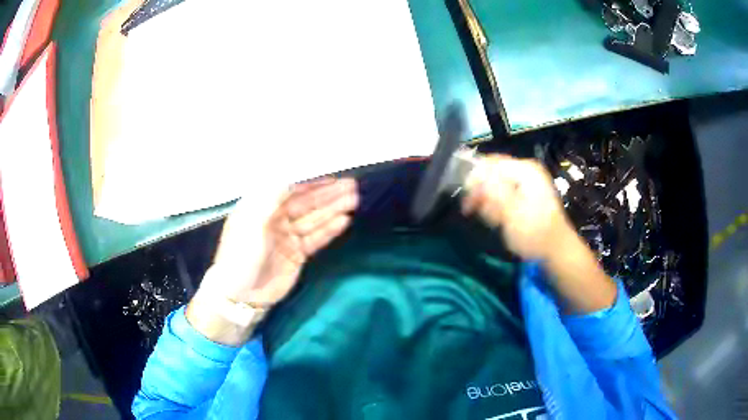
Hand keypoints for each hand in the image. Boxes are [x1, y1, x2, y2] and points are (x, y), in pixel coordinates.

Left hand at [187, 178, 357, 344]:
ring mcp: (288, 237)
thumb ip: (270, 198)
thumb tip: (288, 176)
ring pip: (314, 219)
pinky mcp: (297, 254)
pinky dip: (329, 230)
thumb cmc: (241, 255)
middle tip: (352, 187)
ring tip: (354, 200)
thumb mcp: (251, 223)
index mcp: (261, 207)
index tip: (332, 177)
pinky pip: (316, 238)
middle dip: (328, 195)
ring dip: (333, 209)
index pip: (290, 190)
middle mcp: (276, 219)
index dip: (311, 183)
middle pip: (306, 203)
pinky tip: (344, 220)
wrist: (242, 295)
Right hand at [461, 154, 615, 312]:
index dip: (474, 177)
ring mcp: (527, 182)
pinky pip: (503, 192)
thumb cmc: (534, 233)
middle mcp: (526, 170)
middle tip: (478, 211)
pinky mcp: (526, 194)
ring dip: (489, 201)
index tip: (466, 198)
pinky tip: (498, 219)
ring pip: (496, 183)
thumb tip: (474, 174)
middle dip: (482, 192)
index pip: (491, 163)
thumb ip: (492, 190)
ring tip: (493, 219)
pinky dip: (497, 205)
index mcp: (525, 170)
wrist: (556, 250)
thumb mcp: (511, 212)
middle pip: (492, 172)